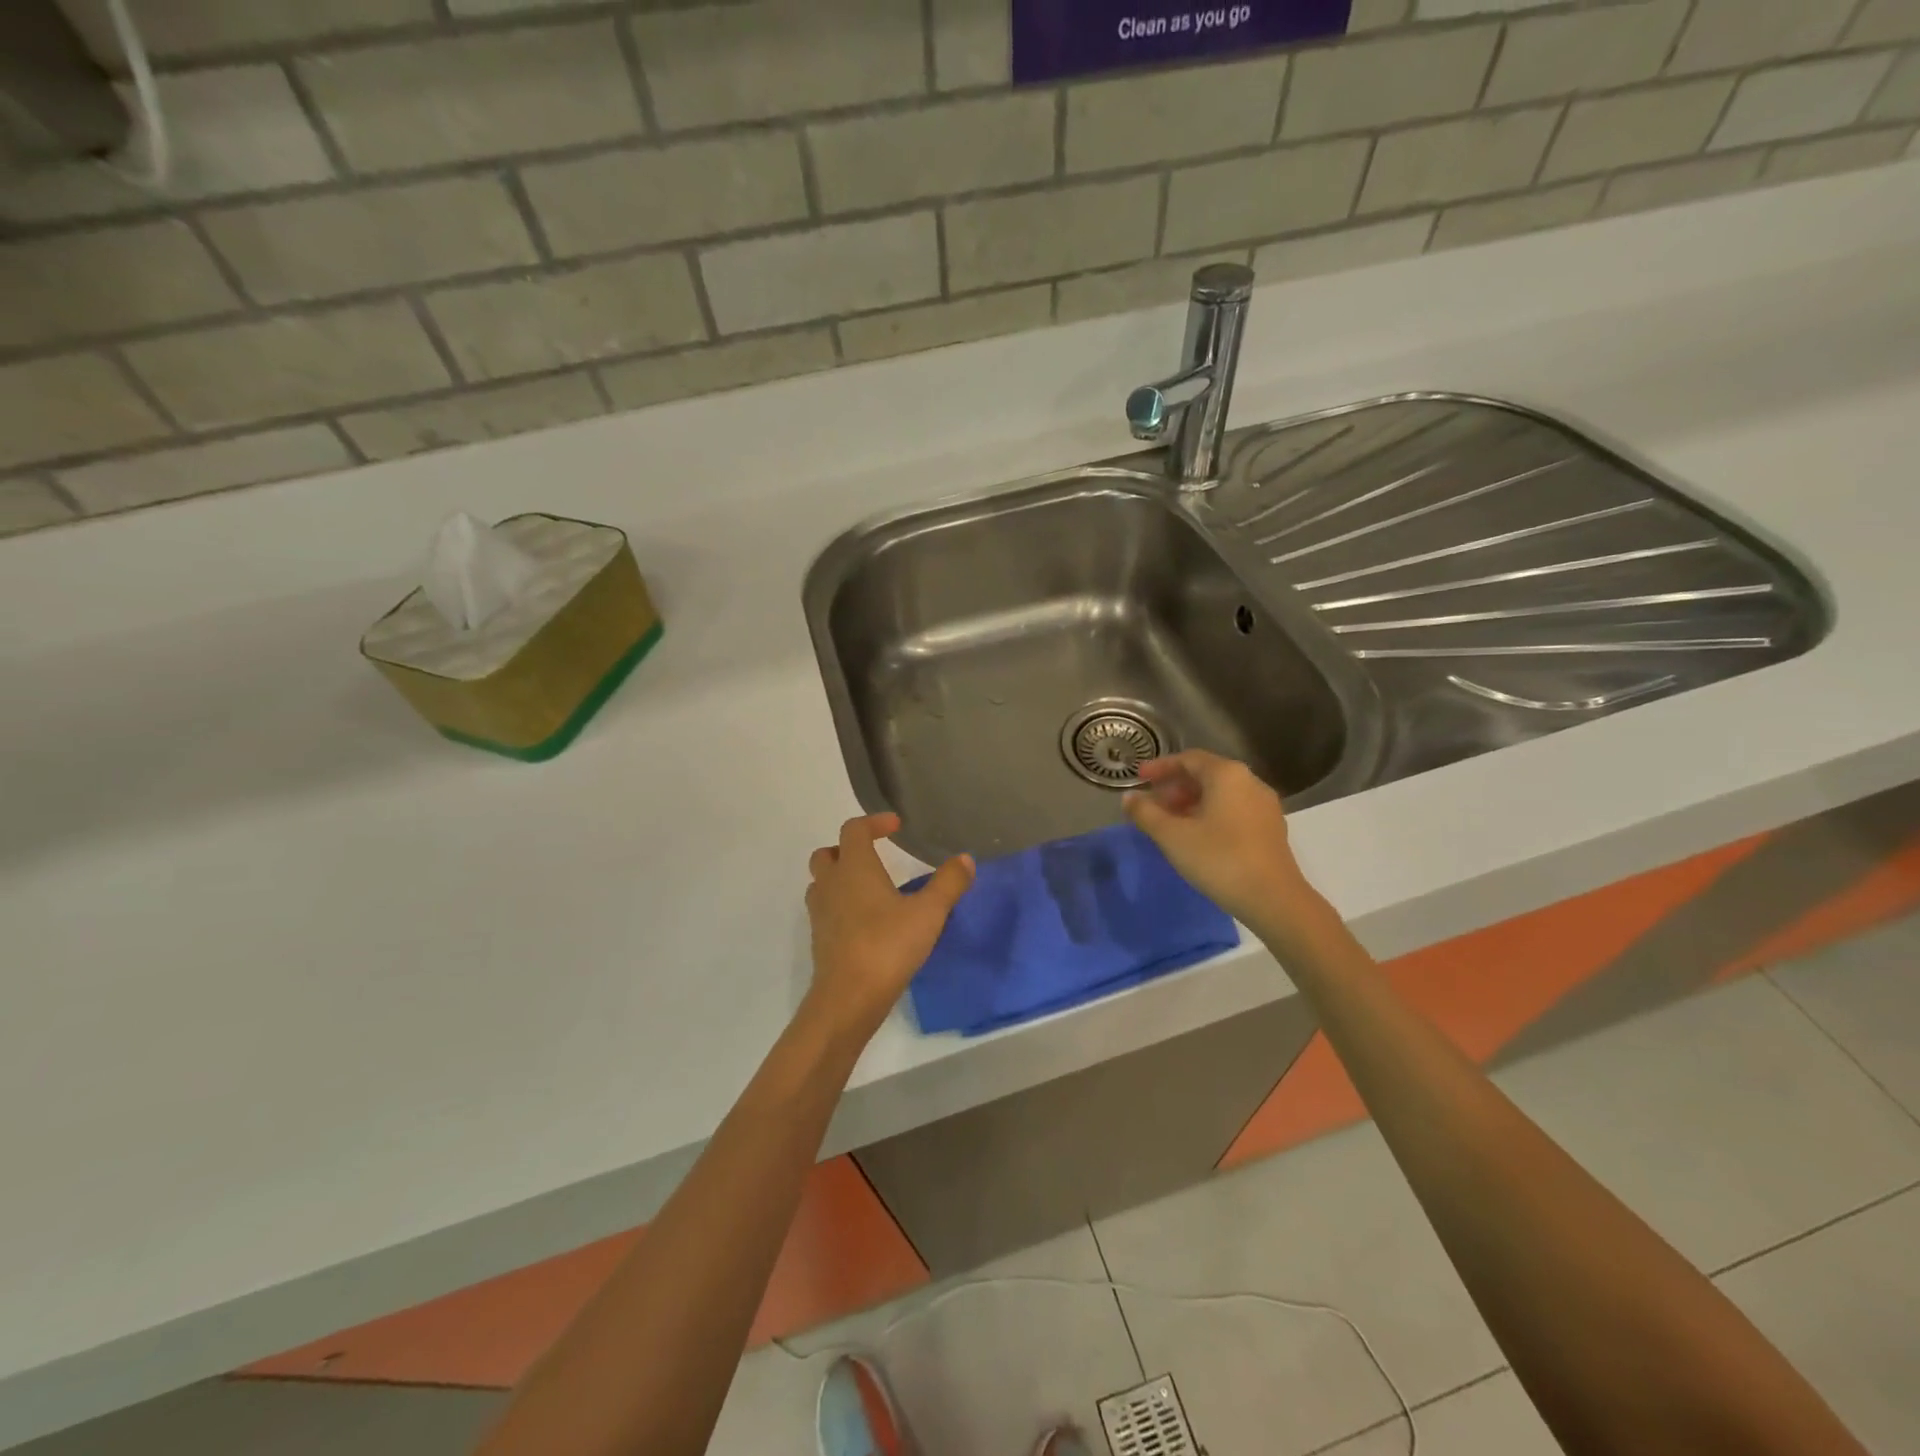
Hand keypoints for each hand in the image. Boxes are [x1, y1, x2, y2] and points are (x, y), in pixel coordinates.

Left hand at [804, 813, 973, 1042]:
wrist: (848, 998)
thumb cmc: (888, 946)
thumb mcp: (929, 913)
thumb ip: (948, 883)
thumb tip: (965, 859)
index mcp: (854, 868)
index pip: (854, 830)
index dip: (874, 822)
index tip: (896, 826)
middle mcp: (831, 884)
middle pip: (828, 853)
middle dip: (849, 849)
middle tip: (874, 856)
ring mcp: (820, 913)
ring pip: (821, 882)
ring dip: (840, 877)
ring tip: (869, 888)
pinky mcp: (820, 940)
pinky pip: (825, 910)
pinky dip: (840, 905)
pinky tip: (865, 921)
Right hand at [1122, 751, 1315, 931]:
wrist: (1274, 899)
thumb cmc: (1219, 859)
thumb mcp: (1172, 836)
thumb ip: (1145, 813)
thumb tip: (1129, 797)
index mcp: (1227, 775)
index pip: (1188, 759)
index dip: (1160, 767)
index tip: (1139, 778)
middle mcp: (1250, 782)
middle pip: (1206, 775)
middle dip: (1175, 787)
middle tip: (1152, 806)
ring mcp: (1264, 805)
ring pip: (1220, 794)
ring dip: (1191, 803)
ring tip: (1170, 824)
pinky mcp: (1271, 828)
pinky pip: (1234, 810)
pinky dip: (1210, 814)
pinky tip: (1197, 837)